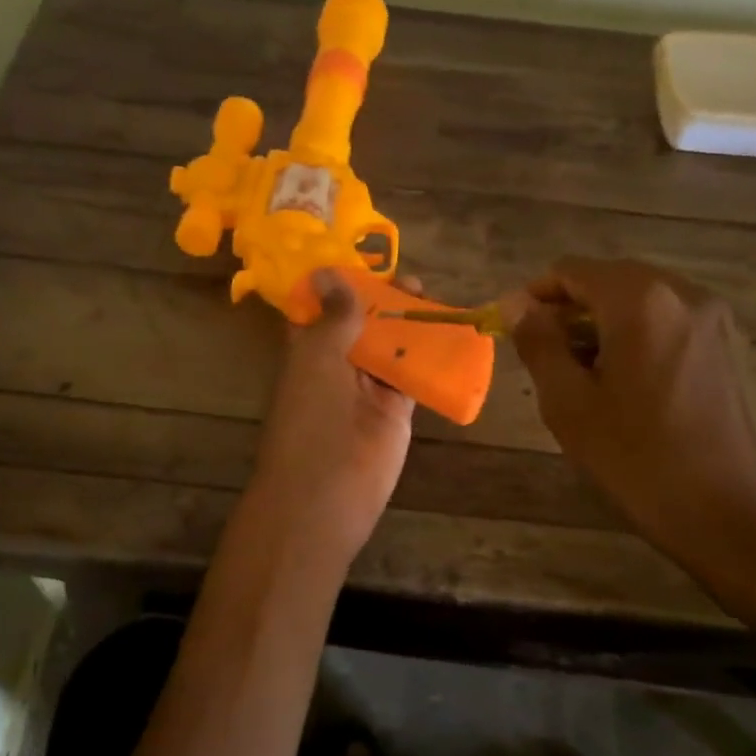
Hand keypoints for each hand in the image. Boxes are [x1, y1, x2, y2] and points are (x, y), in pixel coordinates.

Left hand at [248, 270, 414, 566]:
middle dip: (382, 300)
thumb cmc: (313, 420)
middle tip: (411, 281)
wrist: (327, 494)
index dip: (339, 285)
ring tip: (431, 298)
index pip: (321, 309)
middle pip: (361, 324)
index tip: (365, 261)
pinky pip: (413, 373)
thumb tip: (329, 271)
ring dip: (407, 324)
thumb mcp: (319, 358)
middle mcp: (335, 364)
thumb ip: (333, 317)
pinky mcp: (395, 408)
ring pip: (389, 346)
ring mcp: (366, 388)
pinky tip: (449, 333)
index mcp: (307, 350)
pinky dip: (429, 355)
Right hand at [510, 258, 755, 599]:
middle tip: (548, 360)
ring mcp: (719, 319)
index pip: (573, 270)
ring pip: (644, 302)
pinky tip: (632, 388)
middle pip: (611, 280)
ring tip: (587, 378)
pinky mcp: (737, 347)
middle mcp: (686, 294)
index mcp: (641, 301)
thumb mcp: (570, 405)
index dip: (536, 296)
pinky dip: (641, 338)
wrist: (734, 517)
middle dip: (572, 311)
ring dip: (606, 326)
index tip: (515, 331)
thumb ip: (539, 344)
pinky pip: (673, 324)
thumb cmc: (639, 461)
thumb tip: (516, 305)